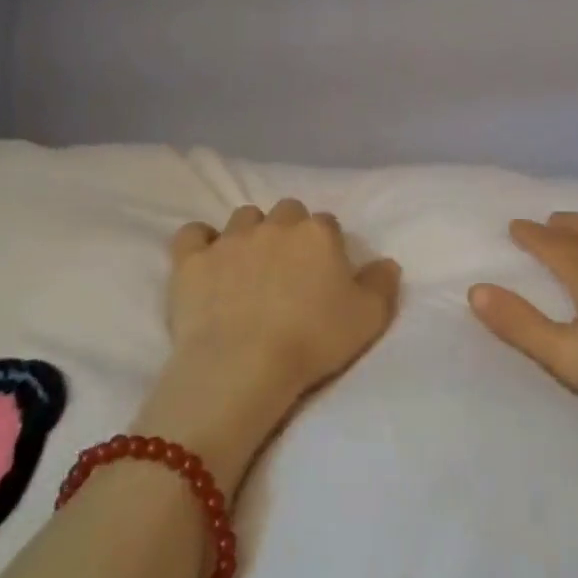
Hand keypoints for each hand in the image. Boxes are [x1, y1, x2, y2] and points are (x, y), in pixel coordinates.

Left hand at [136, 200, 400, 492]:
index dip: (326, 246)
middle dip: (289, 231)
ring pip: (243, 217)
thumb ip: (382, 283)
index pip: (327, 224)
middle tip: (289, 268)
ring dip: (250, 233)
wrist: (243, 365)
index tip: (324, 272)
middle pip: (286, 211)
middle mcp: (274, 226)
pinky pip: (193, 233)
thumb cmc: (313, 341)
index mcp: (317, 234)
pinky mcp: (191, 260)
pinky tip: (206, 260)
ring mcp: (230, 239)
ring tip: (250, 265)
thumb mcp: (369, 318)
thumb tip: (386, 262)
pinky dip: (201, 242)